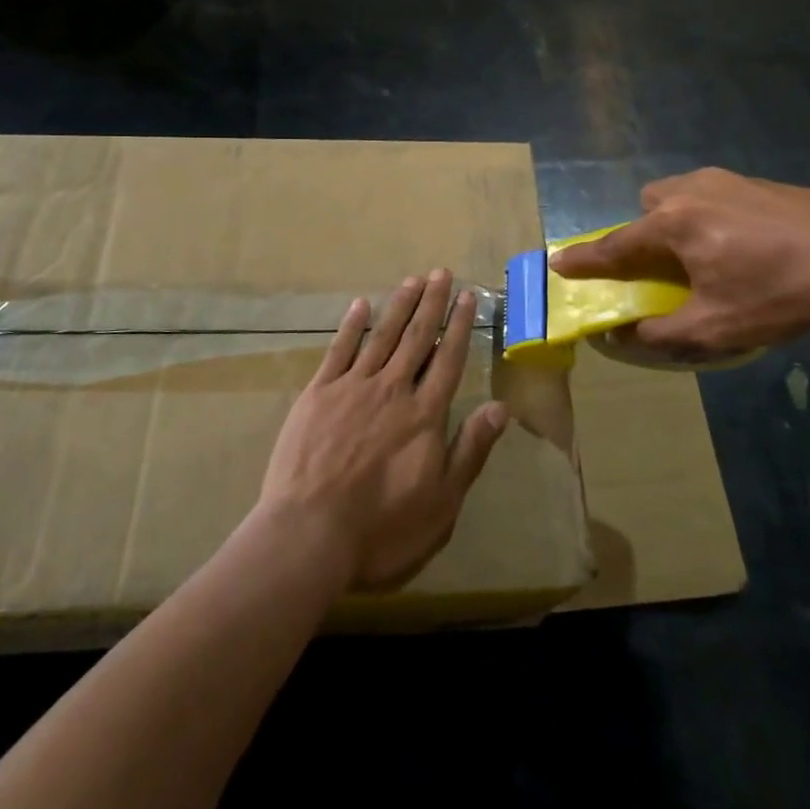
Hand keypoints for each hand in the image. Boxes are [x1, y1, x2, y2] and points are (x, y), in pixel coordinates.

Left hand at [258, 270, 509, 591]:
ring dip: (399, 306)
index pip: (448, 360)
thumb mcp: (442, 503)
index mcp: (424, 415)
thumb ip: (470, 450)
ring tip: (412, 280)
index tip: (467, 297)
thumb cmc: (383, 529)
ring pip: (382, 337)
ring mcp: (352, 388)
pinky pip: (339, 351)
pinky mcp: (317, 395)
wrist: (309, 536)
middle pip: (417, 338)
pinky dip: (351, 326)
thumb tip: (500, 407)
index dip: (459, 327)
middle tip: (441, 273)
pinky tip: (360, 305)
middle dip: (432, 304)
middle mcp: (392, 390)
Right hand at [550, 169, 809, 357]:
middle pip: (651, 204)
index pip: (616, 245)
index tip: (560, 262)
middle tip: (667, 263)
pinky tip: (752, 243)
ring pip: (686, 192)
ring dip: (682, 219)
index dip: (586, 259)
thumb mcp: (714, 326)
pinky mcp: (764, 181)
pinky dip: (717, 215)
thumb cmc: (777, 295)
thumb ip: (662, 332)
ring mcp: (732, 180)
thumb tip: (625, 334)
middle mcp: (694, 190)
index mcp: (674, 224)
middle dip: (647, 230)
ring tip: (711, 253)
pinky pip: (721, 193)